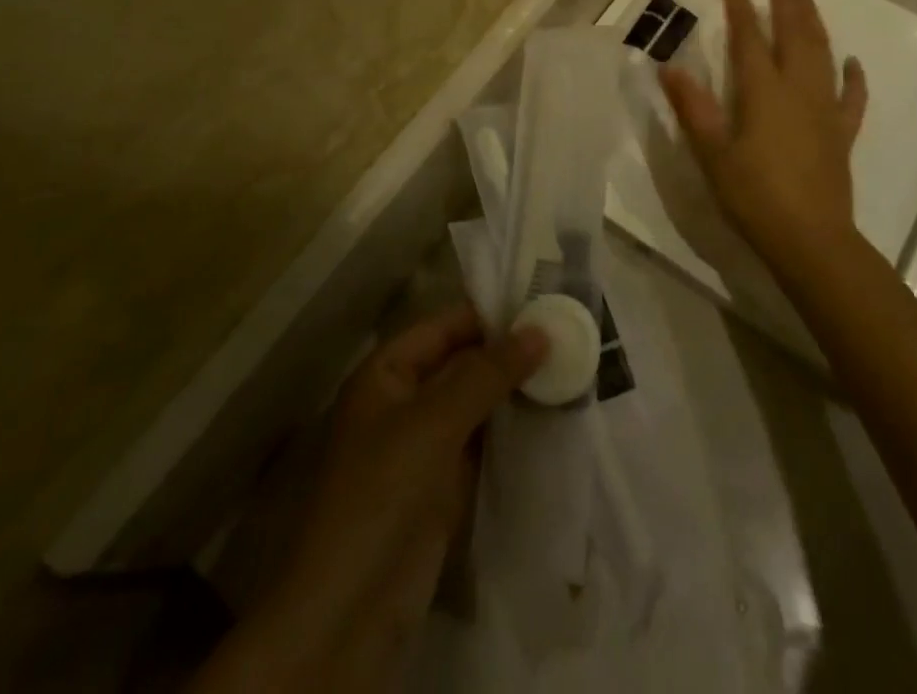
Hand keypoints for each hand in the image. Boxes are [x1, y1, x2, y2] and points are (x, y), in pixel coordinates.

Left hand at [195, 306, 547, 693]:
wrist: (348, 613)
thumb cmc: (382, 493)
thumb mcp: (435, 422)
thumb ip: (487, 373)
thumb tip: (539, 331)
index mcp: (386, 373)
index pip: (443, 326)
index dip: (488, 314)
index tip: (542, 302)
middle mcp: (403, 402)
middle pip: (461, 363)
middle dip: (507, 353)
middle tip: (566, 336)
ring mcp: (423, 447)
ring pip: (475, 404)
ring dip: (514, 391)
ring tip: (568, 369)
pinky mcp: (442, 487)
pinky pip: (481, 444)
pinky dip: (511, 430)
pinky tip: (550, 417)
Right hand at [657, 0, 867, 274]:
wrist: (810, 239)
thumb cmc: (753, 195)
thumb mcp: (712, 153)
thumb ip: (693, 108)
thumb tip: (669, 67)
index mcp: (763, 91)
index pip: (748, 36)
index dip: (739, 4)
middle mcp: (798, 90)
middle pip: (793, 35)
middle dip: (785, 2)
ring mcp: (825, 110)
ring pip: (822, 54)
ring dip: (814, 23)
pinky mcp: (842, 134)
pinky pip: (851, 98)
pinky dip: (853, 77)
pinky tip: (853, 63)